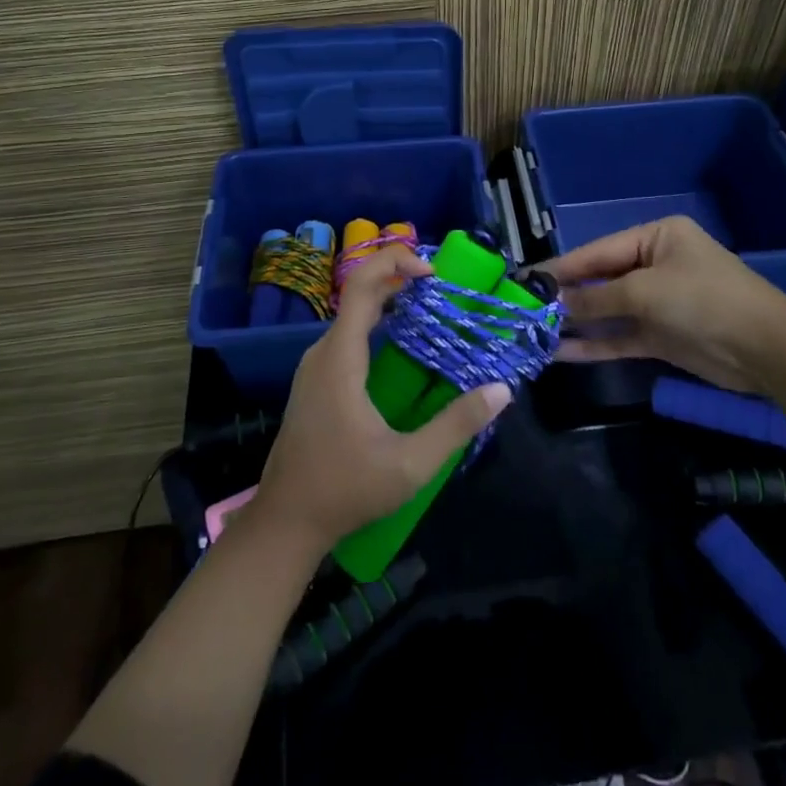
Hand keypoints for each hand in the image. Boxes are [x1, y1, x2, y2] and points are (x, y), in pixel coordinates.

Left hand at [252, 247, 510, 552]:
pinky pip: (346, 337)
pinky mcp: (315, 382)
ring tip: (428, 311)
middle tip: (441, 290)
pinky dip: (375, 325)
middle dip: (398, 279)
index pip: (361, 285)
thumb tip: (500, 390)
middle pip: (358, 294)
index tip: (432, 271)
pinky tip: (401, 348)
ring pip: (352, 316)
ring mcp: (314, 367)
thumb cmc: (345, 489)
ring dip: (388, 302)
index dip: (394, 263)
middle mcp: (323, 352)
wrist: (285, 522)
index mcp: (340, 358)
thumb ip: (456, 426)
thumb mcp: (410, 464)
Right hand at [547, 216, 785, 392]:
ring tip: (534, 333)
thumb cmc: (703, 300)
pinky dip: (595, 343)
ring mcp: (658, 302)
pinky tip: (562, 353)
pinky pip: (620, 336)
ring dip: (576, 322)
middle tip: (523, 309)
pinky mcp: (662, 336)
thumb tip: (554, 304)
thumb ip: (597, 299)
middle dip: (566, 296)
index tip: (525, 280)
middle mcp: (654, 265)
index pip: (597, 251)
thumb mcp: (645, 292)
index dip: (561, 267)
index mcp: (655, 237)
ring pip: (608, 311)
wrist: (766, 350)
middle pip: (600, 280)